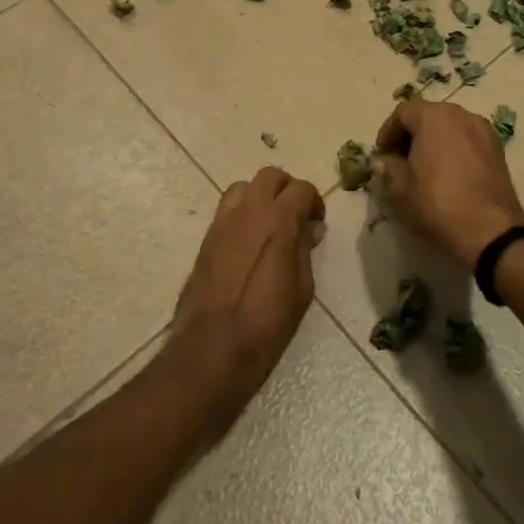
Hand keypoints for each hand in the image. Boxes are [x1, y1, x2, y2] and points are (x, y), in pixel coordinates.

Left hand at [170, 167, 323, 430]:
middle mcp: (248, 212)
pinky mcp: (206, 239)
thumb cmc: (267, 324)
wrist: (213, 348)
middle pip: (270, 176)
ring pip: (243, 188)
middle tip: (296, 215)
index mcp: (277, 221)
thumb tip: (308, 229)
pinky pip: (226, 211)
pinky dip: (242, 214)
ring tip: (270, 224)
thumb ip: (305, 250)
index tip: (317, 221)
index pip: (301, 188)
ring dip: (260, 196)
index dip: (314, 201)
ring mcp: (222, 223)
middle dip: (287, 189)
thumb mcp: (301, 289)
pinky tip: (249, 242)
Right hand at [373, 99, 523, 269]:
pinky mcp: (498, 150)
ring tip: (425, 168)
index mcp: (434, 117)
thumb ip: (388, 168)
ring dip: (434, 141)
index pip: (403, 111)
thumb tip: (384, 161)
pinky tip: (449, 175)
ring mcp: (483, 131)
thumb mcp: (400, 189)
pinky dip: (454, 150)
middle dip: (412, 134)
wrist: (491, 231)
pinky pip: (468, 140)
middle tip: (400, 160)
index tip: (382, 154)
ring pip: (450, 127)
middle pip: (428, 115)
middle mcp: (461, 114)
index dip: (388, 131)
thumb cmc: (438, 203)